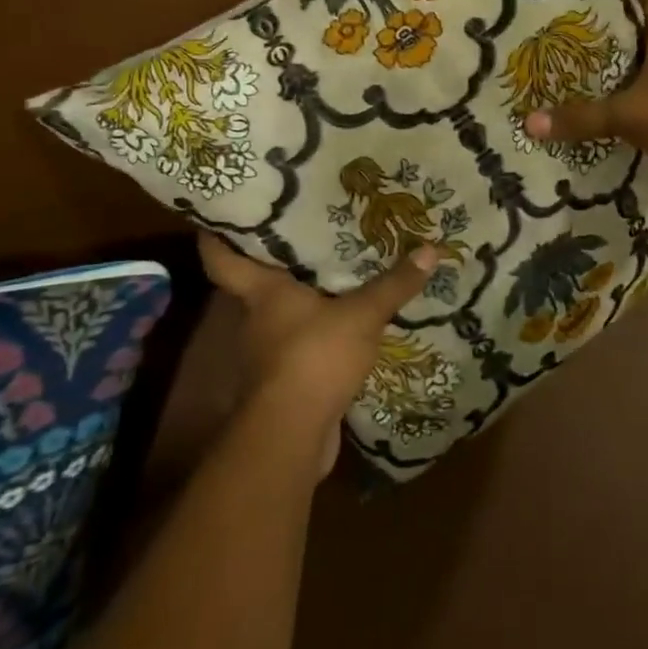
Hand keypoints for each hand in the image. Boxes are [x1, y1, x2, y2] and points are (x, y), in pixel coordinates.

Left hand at [198, 234, 437, 472]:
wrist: (292, 436)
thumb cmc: (314, 357)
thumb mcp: (362, 314)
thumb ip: (394, 284)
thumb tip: (431, 248)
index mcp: (262, 292)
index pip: (221, 257)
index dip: (217, 233)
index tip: (224, 212)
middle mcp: (256, 318)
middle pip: (257, 282)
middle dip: (279, 261)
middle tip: (308, 232)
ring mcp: (267, 353)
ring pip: (281, 315)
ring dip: (303, 300)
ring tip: (336, 275)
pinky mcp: (284, 381)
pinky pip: (301, 345)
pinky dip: (317, 335)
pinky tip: (345, 325)